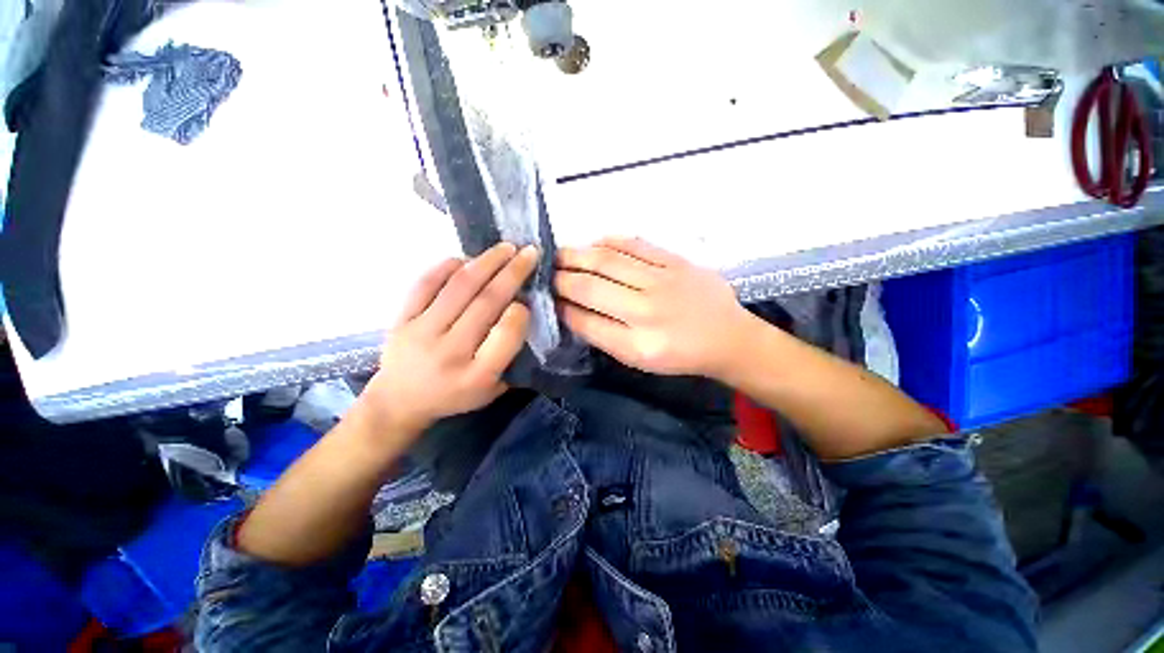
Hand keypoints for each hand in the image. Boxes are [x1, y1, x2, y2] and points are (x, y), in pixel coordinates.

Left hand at [361, 243, 536, 437]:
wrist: (399, 401)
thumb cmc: (455, 396)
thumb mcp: (493, 389)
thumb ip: (510, 356)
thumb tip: (523, 312)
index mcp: (477, 376)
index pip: (505, 335)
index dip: (521, 311)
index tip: (528, 299)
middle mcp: (450, 352)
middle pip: (486, 303)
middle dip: (513, 273)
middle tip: (530, 252)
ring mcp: (422, 333)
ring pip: (459, 287)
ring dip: (487, 262)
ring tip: (506, 248)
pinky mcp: (402, 319)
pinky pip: (426, 283)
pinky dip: (448, 266)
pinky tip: (467, 259)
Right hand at [555, 237, 751, 377]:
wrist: (727, 338)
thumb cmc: (680, 355)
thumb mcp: (639, 359)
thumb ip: (604, 336)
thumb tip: (571, 310)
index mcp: (636, 345)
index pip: (585, 321)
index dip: (561, 308)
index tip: (547, 299)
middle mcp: (646, 311)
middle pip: (590, 287)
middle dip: (560, 278)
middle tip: (544, 271)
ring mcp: (662, 281)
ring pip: (608, 261)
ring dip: (577, 255)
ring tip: (559, 254)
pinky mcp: (676, 262)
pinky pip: (636, 245)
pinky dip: (609, 241)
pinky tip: (594, 243)